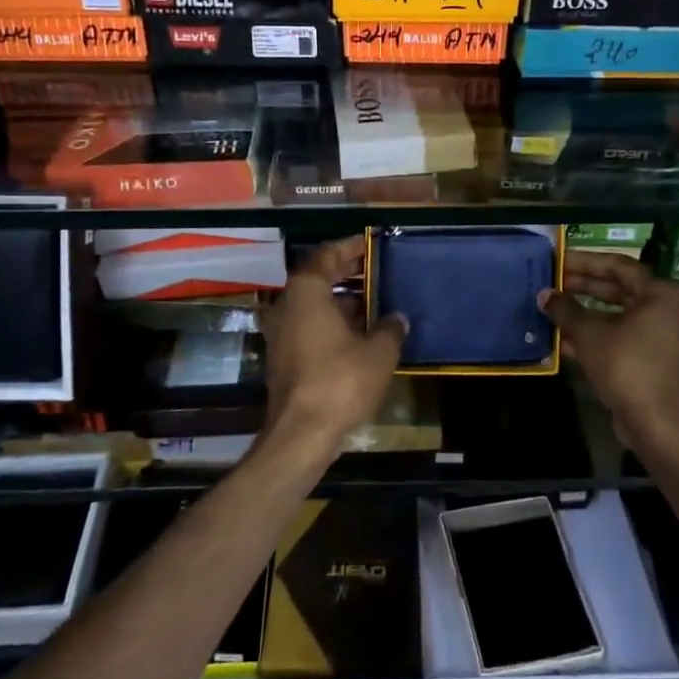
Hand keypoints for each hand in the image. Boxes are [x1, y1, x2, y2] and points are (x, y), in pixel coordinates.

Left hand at [259, 236, 406, 454]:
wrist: (301, 434)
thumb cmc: (340, 381)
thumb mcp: (378, 352)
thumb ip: (390, 329)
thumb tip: (397, 318)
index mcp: (306, 292)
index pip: (326, 256)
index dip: (349, 248)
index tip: (370, 244)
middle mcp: (287, 306)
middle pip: (317, 279)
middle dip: (346, 273)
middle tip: (375, 269)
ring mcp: (281, 333)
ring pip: (313, 305)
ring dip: (340, 301)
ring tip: (374, 301)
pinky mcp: (283, 358)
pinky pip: (309, 327)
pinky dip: (332, 323)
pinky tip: (359, 333)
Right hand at [539, 252, 678, 445]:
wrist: (660, 425)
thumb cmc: (627, 366)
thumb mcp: (589, 334)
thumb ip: (565, 310)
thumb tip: (545, 295)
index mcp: (663, 294)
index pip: (619, 266)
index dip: (585, 262)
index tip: (558, 262)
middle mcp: (673, 312)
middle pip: (623, 291)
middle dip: (585, 289)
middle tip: (555, 285)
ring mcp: (671, 340)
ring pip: (624, 318)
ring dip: (590, 316)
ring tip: (557, 312)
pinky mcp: (664, 365)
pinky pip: (629, 341)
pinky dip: (603, 338)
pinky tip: (569, 343)